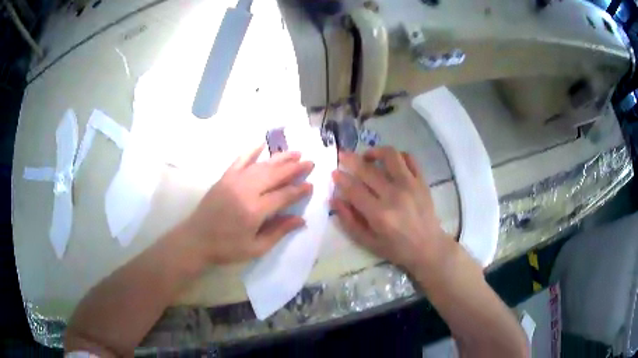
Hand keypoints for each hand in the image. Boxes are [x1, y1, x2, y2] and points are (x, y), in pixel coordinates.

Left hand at [180, 144, 313, 263]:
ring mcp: (234, 181)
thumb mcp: (255, 248)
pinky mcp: (224, 178)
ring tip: (295, 153)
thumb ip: (278, 232)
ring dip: (280, 158)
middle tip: (310, 162)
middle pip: (275, 175)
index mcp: (255, 210)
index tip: (311, 184)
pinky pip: (240, 160)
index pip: (283, 195)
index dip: (299, 190)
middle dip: (294, 168)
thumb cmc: (227, 248)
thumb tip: (301, 220)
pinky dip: (251, 151)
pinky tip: (262, 144)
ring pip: (261, 165)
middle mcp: (246, 190)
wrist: (196, 240)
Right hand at [331, 147, 449, 270]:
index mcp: (379, 214)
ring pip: (390, 156)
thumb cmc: (397, 248)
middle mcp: (394, 195)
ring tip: (367, 157)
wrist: (428, 247)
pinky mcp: (421, 181)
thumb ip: (349, 221)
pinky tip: (389, 163)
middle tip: (342, 155)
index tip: (334, 172)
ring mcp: (410, 185)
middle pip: (368, 170)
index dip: (341, 179)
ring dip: (375, 152)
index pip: (354, 189)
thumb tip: (335, 199)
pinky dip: (397, 156)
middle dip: (350, 159)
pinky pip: (409, 159)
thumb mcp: (368, 242)